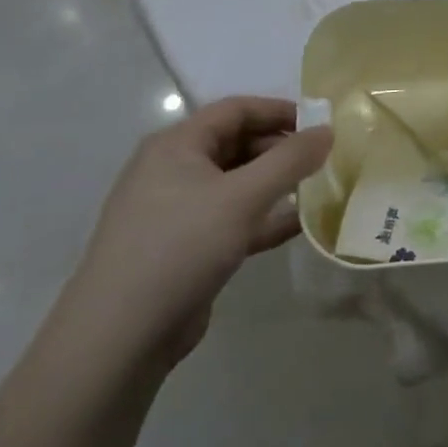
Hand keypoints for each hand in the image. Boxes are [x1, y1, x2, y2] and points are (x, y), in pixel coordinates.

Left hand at [63, 97, 331, 368]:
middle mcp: (173, 170)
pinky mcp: (185, 248)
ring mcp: (177, 211)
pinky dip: (263, 218)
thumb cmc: (180, 247)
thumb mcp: (242, 197)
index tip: (321, 125)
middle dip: (281, 149)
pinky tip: (299, 225)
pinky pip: (232, 219)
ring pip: (236, 184)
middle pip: (236, 144)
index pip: (235, 110)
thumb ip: (290, 161)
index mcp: (176, 145)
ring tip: (319, 189)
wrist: (120, 337)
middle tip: (324, 160)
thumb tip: (328, 130)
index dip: (279, 111)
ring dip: (276, 184)